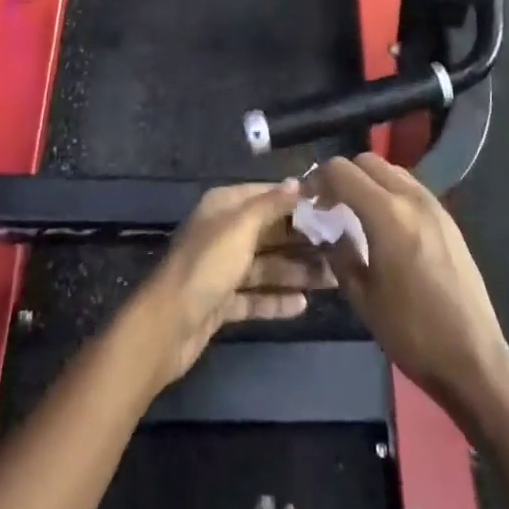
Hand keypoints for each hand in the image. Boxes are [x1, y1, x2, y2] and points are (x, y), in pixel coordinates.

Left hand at [135, 180, 333, 388]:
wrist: (167, 325)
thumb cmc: (207, 265)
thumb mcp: (241, 227)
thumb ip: (271, 204)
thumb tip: (298, 182)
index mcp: (223, 207)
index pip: (266, 195)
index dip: (296, 200)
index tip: (331, 207)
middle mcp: (223, 233)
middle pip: (269, 232)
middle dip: (302, 240)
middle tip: (341, 248)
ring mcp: (222, 269)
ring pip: (266, 266)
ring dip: (296, 271)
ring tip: (332, 279)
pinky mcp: (222, 302)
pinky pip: (256, 296)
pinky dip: (277, 299)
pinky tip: (304, 304)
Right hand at [311, 154, 508, 418]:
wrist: (472, 357)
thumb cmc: (411, 331)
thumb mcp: (362, 297)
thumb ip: (339, 253)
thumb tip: (327, 230)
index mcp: (387, 214)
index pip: (342, 171)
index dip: (318, 179)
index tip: (308, 201)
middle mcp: (412, 198)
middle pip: (367, 161)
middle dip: (343, 176)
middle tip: (329, 205)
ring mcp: (434, 205)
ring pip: (391, 170)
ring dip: (368, 181)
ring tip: (356, 213)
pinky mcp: (448, 218)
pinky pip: (410, 188)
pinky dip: (390, 192)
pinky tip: (385, 225)